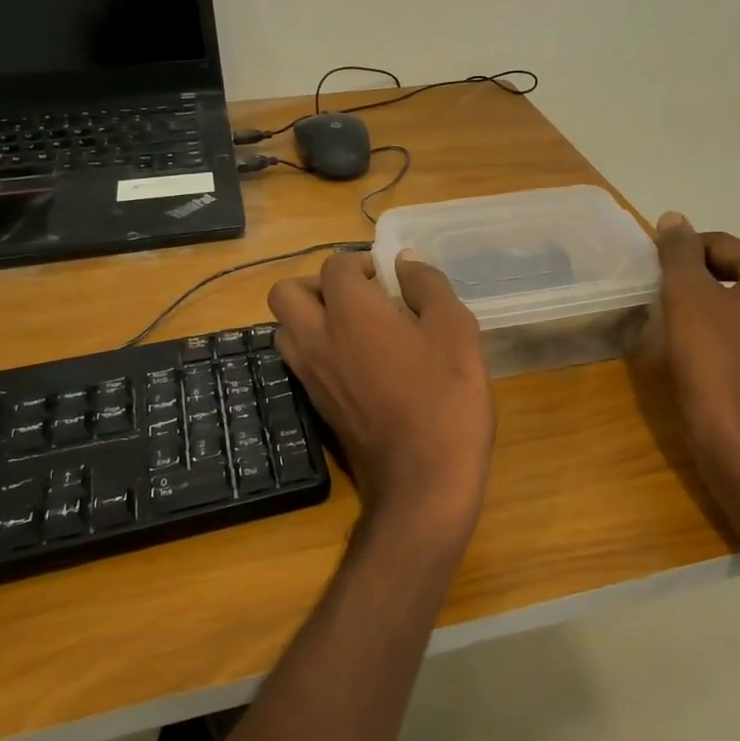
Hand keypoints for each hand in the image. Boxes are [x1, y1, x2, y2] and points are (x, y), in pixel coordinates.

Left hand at [269, 250, 493, 550]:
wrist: (423, 480)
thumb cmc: (445, 397)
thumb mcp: (454, 329)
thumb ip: (428, 286)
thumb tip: (406, 261)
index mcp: (350, 312)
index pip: (335, 266)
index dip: (360, 263)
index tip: (388, 279)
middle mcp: (318, 338)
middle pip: (286, 293)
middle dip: (317, 285)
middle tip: (358, 297)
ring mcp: (311, 376)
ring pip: (284, 330)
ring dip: (309, 317)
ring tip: (353, 328)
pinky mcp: (316, 406)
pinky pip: (299, 363)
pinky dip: (316, 350)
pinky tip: (357, 363)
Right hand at [644, 212, 739, 488]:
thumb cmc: (714, 359)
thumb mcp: (687, 296)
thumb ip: (679, 252)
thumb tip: (674, 218)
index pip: (720, 245)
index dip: (681, 256)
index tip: (652, 276)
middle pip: (735, 272)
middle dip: (698, 282)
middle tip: (663, 302)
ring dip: (711, 308)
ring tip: (678, 327)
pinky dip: (726, 334)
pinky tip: (702, 352)